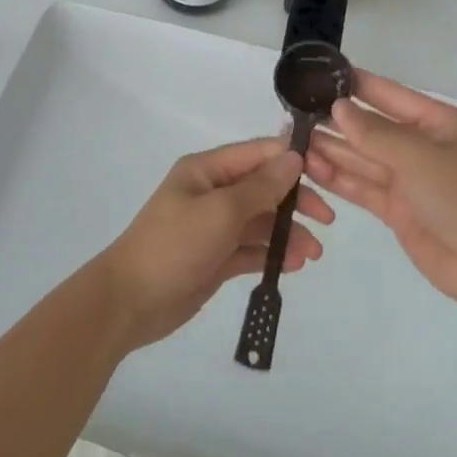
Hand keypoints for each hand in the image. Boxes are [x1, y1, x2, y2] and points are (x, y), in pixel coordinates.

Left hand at [94, 137, 333, 350]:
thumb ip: (261, 186)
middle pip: (263, 187)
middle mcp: (212, 192)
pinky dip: (271, 254)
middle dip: (295, 201)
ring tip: (313, 254)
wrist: (129, 302)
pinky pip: (251, 249)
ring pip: (261, 221)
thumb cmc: (174, 246)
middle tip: (326, 220)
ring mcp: (213, 226)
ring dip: (287, 233)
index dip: (292, 160)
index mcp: (207, 170)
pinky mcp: (215, 257)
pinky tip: (293, 265)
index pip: (258, 154)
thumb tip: (294, 157)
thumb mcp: (221, 211)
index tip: (327, 173)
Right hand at [305, 71, 456, 307]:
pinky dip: (339, 179)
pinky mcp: (400, 211)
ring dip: (332, 150)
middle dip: (337, 122)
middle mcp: (423, 147)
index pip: (391, 95)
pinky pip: (364, 187)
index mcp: (439, 123)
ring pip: (364, 158)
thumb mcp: (420, 157)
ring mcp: (411, 181)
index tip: (320, 76)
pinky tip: (311, 169)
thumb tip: (338, 108)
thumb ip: (375, 134)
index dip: (357, 85)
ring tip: (293, 141)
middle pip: (373, 128)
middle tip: (294, 114)